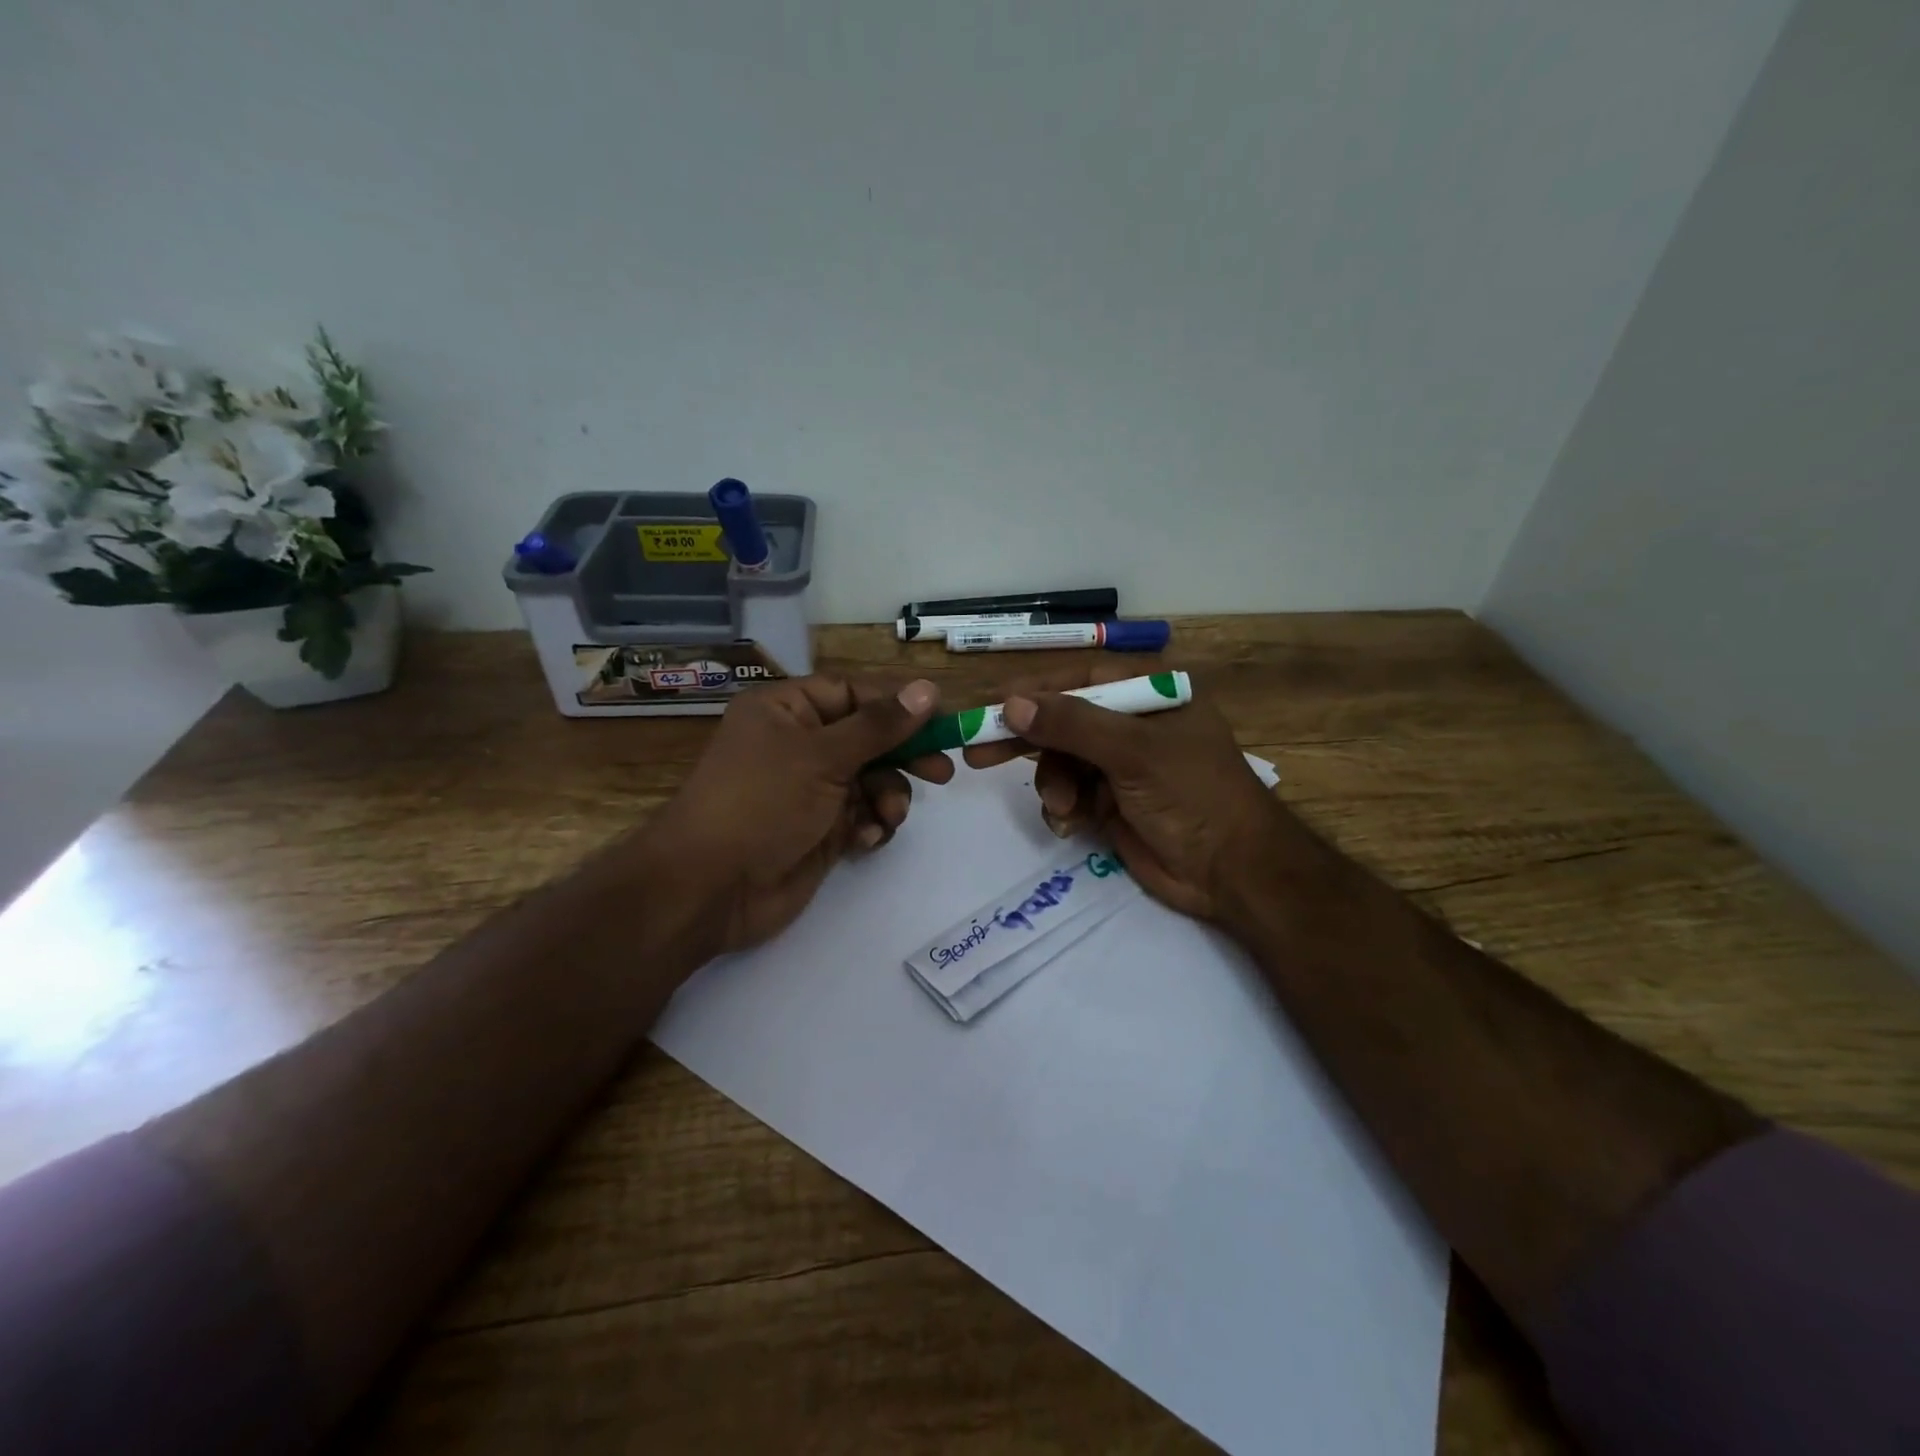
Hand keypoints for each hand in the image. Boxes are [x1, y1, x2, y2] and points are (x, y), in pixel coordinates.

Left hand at [640, 674, 951, 955]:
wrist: (711, 888)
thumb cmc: (761, 803)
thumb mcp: (822, 756)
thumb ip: (879, 726)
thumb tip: (928, 689)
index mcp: (787, 710)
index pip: (853, 693)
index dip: (898, 704)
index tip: (943, 718)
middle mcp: (799, 744)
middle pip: (868, 737)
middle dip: (904, 755)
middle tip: (942, 771)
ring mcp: (810, 789)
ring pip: (871, 779)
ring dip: (888, 795)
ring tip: (888, 815)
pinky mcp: (820, 829)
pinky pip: (862, 815)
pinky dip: (871, 824)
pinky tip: (866, 838)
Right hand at [963, 665, 1307, 928]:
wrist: (1232, 871)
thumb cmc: (1193, 795)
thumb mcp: (1133, 752)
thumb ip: (1071, 725)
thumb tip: (1012, 703)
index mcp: (1149, 694)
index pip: (1078, 681)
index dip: (1033, 694)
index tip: (991, 709)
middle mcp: (1132, 723)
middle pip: (1063, 722)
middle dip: (1028, 741)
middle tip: (977, 754)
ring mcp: (1121, 765)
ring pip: (1061, 762)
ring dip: (1053, 784)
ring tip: (1063, 807)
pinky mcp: (1111, 802)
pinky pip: (1070, 794)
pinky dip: (1064, 808)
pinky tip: (1071, 824)